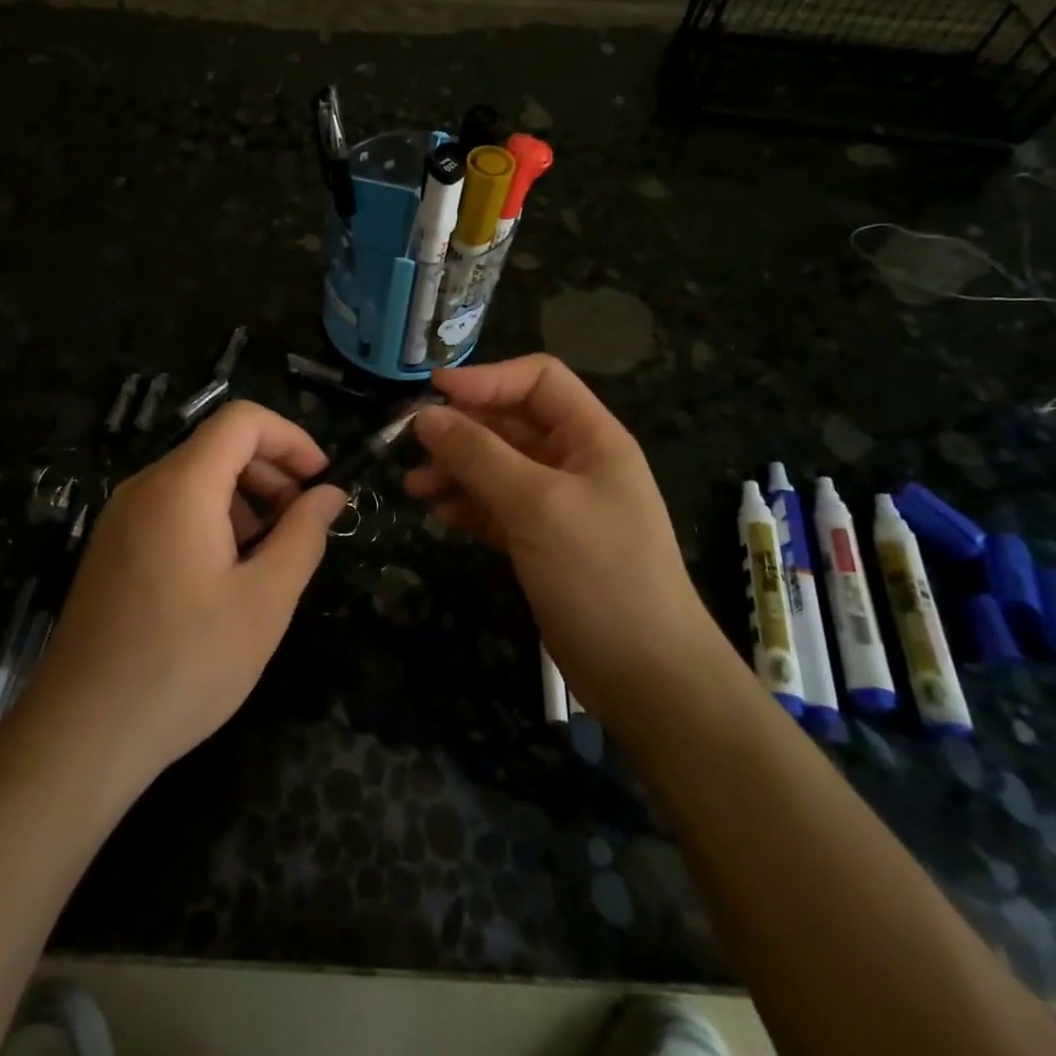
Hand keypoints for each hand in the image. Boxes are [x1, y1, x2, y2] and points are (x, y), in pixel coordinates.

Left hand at [28, 402, 344, 787]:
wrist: (83, 734)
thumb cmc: (185, 664)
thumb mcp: (265, 601)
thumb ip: (303, 536)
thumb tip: (329, 494)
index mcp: (181, 487)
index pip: (242, 420)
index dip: (292, 439)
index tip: (322, 483)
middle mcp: (144, 487)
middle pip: (218, 446)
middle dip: (272, 472)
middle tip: (303, 525)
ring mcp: (120, 518)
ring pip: (195, 479)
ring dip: (244, 500)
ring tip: (269, 557)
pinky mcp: (112, 548)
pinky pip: (171, 509)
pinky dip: (212, 520)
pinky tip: (226, 576)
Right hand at [404, 355, 713, 717]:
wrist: (646, 677)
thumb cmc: (600, 575)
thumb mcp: (538, 506)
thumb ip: (479, 456)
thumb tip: (425, 416)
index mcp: (591, 437)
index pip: (538, 380)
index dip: (486, 378)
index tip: (432, 392)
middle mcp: (574, 462)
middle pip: (510, 423)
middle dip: (461, 429)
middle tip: (409, 443)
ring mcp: (557, 504)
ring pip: (496, 467)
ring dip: (455, 469)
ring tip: (414, 486)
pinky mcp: (540, 542)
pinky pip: (495, 507)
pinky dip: (467, 505)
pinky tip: (439, 514)